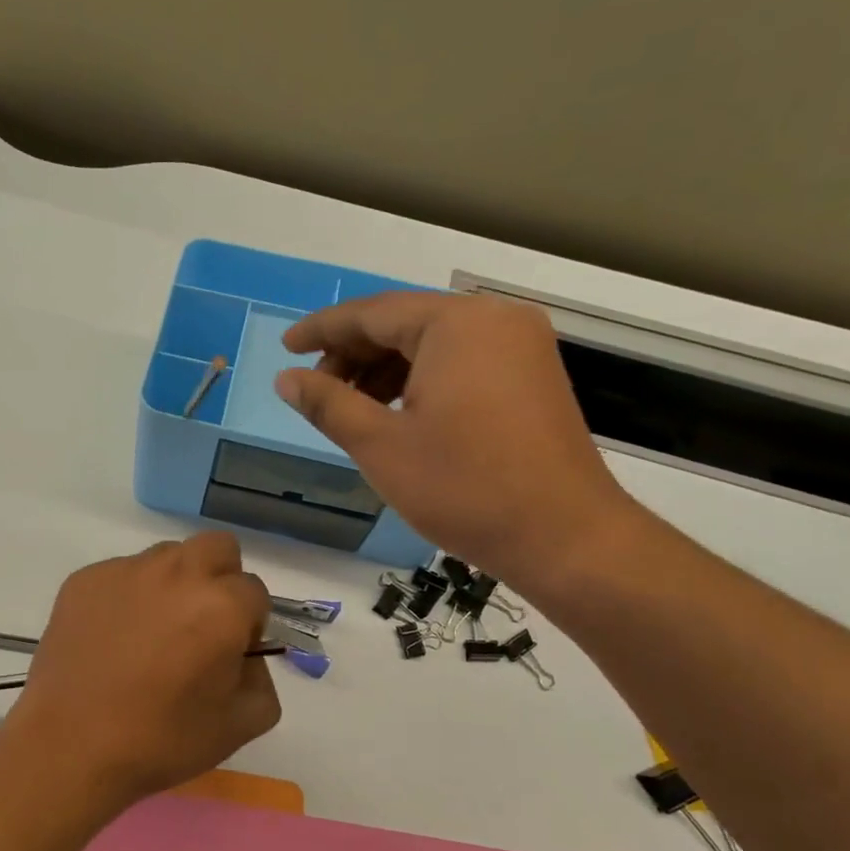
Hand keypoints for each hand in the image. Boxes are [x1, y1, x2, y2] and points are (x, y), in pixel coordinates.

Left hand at [6, 533, 280, 811]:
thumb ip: (262, 678)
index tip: (230, 653)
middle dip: (221, 579)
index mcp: (221, 605)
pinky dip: (127, 596)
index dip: (248, 624)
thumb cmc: (160, 740)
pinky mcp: (84, 579)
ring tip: (151, 633)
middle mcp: (176, 573)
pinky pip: (121, 574)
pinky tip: (112, 639)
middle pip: (217, 548)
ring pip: (167, 557)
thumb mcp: (240, 725)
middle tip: (201, 625)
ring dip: (173, 584)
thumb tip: (244, 653)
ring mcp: (125, 570)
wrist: (69, 746)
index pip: (255, 592)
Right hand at [275, 292, 639, 594]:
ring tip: (350, 408)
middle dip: (353, 354)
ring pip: (432, 344)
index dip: (322, 330)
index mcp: (456, 324)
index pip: (372, 313)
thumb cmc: (464, 487)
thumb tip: (286, 379)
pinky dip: (420, 380)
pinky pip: (460, 361)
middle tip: (316, 391)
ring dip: (384, 370)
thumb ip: (327, 403)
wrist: (564, 537)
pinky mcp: (531, 375)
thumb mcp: (379, 445)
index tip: (286, 347)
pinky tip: (395, 413)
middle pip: (404, 323)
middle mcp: (494, 320)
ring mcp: (520, 347)